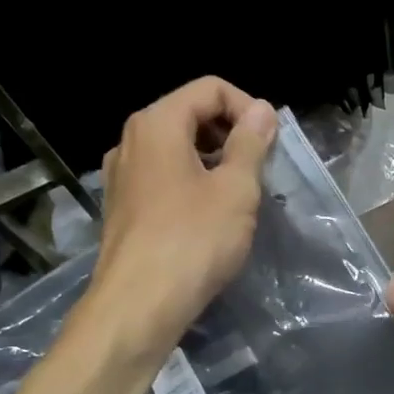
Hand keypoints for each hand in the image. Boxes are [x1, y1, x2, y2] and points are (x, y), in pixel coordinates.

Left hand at [83, 77, 277, 358]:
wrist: (139, 304)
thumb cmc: (194, 240)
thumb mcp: (236, 189)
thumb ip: (250, 143)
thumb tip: (262, 110)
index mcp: (157, 123)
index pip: (210, 88)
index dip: (248, 108)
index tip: (271, 144)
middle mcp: (132, 140)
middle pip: (190, 115)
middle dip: (231, 134)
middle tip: (260, 170)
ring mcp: (122, 175)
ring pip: (177, 150)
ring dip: (214, 162)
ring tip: (240, 197)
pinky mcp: (123, 207)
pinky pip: (164, 178)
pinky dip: (193, 184)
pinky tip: (211, 218)